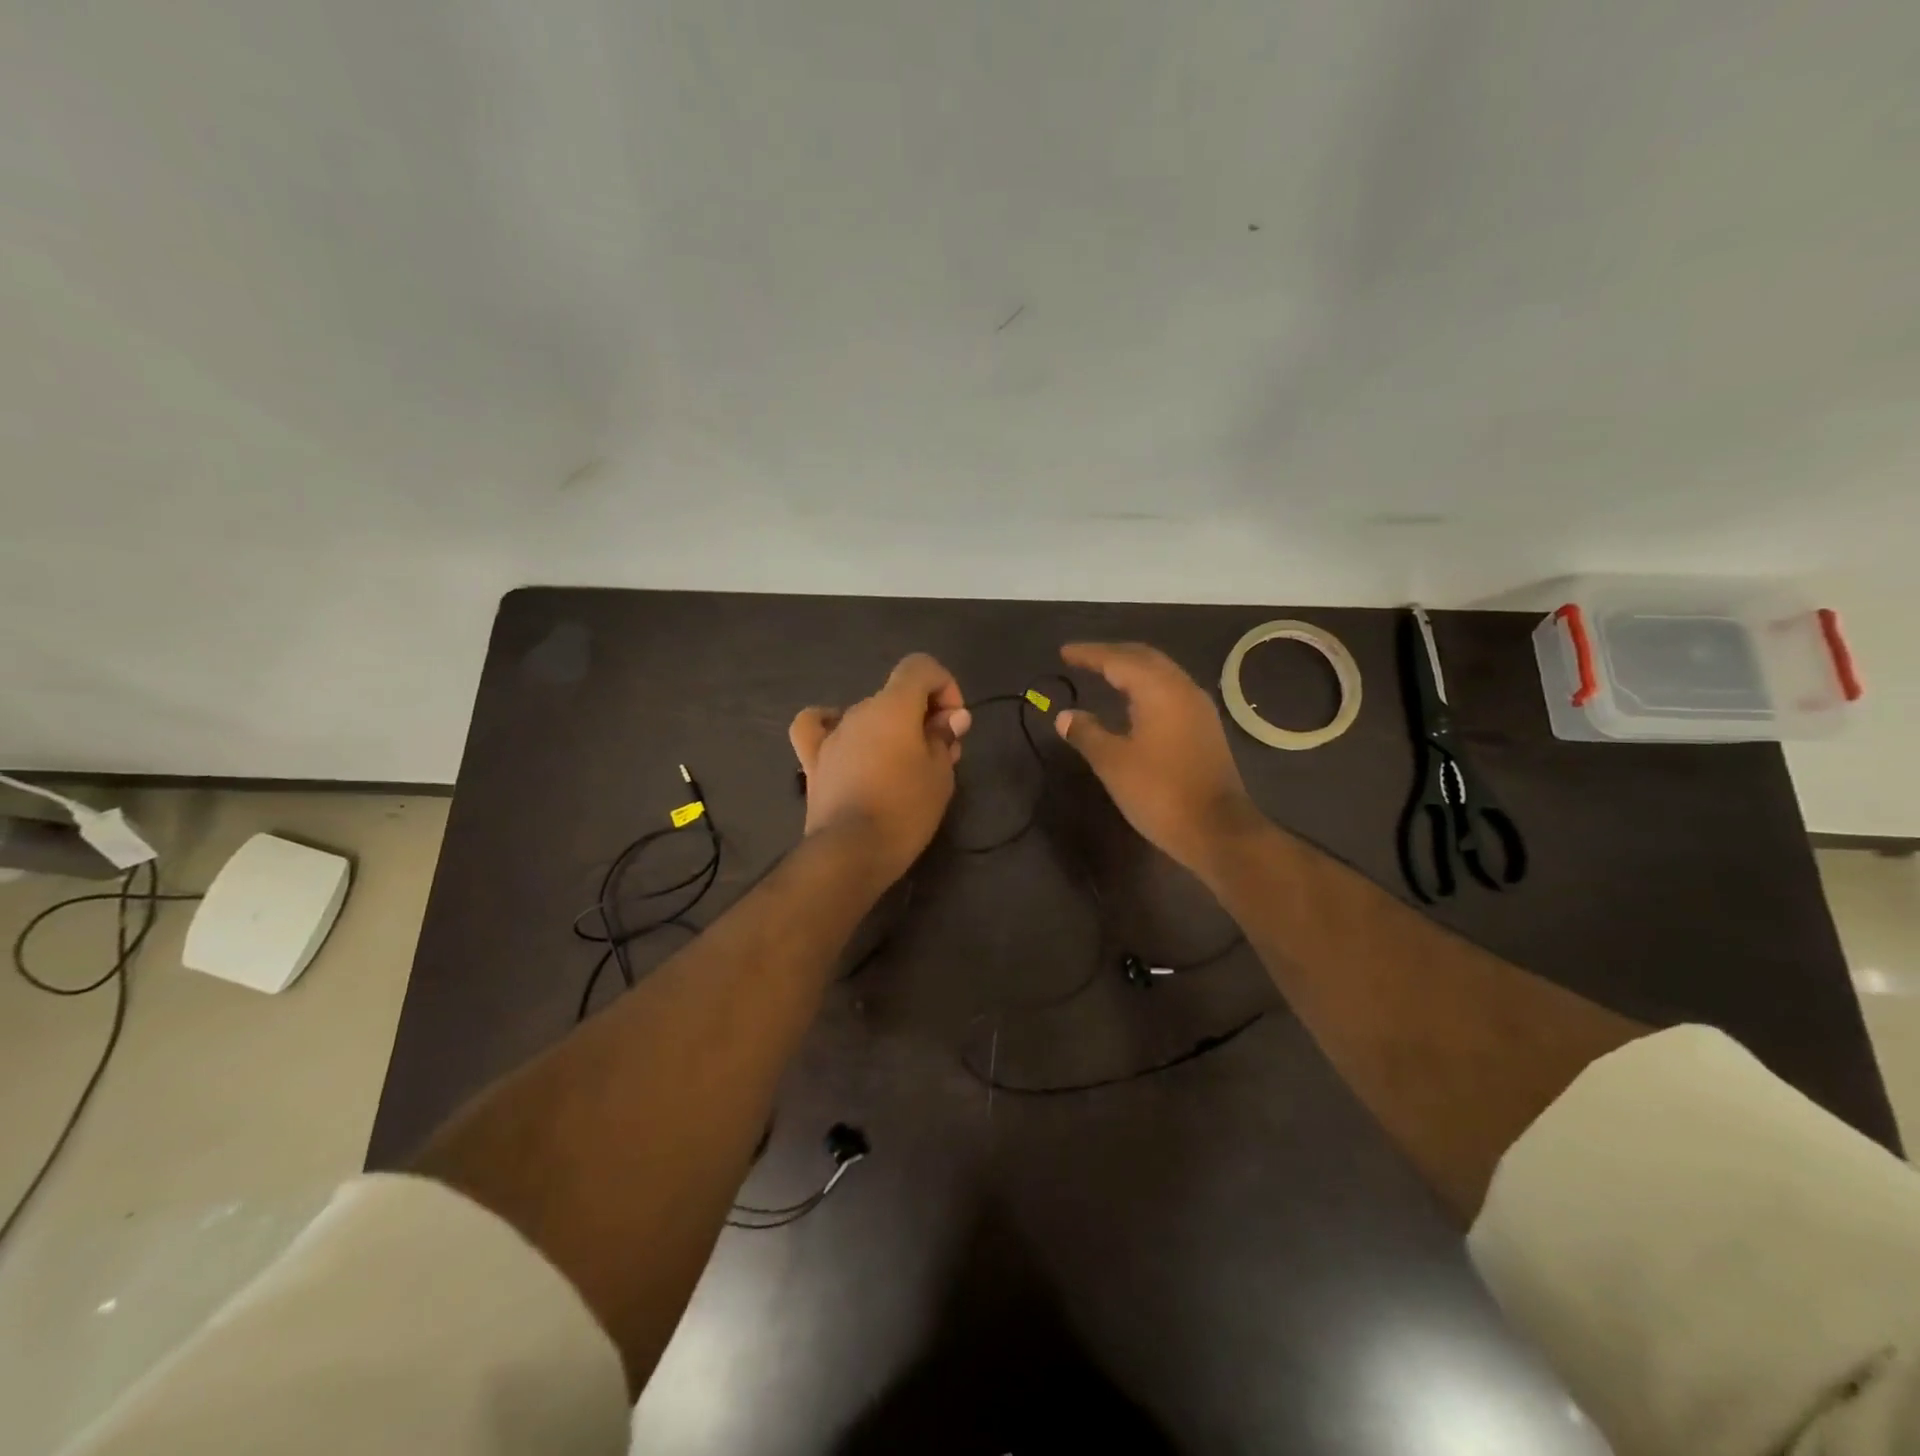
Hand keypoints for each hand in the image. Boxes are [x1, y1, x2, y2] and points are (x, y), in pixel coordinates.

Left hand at [790, 654, 971, 883]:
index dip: (944, 686)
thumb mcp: (940, 773)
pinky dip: (831, 726)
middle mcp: (859, 710)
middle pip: (897, 696)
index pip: (921, 667)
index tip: (953, 724)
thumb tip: (950, 718)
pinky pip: (817, 727)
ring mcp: (832, 735)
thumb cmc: (905, 809)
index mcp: (893, 706)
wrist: (852, 851)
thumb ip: (944, 737)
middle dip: (923, 718)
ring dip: (891, 730)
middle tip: (940, 756)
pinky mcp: (813, 761)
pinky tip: (844, 740)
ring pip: (868, 715)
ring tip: (903, 765)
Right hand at [1054, 642, 1265, 879]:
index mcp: (1159, 690)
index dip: (1089, 654)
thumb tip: (1065, 716)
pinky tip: (1132, 702)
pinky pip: (1170, 691)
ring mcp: (1198, 708)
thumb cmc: (1159, 792)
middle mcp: (1183, 689)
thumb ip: (1087, 733)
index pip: (1118, 660)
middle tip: (1082, 658)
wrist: (1217, 830)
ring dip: (1130, 669)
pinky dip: (1145, 687)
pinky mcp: (1204, 728)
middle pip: (1144, 658)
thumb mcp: (1113, 763)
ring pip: (1160, 673)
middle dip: (1111, 655)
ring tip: (1103, 673)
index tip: (1063, 653)